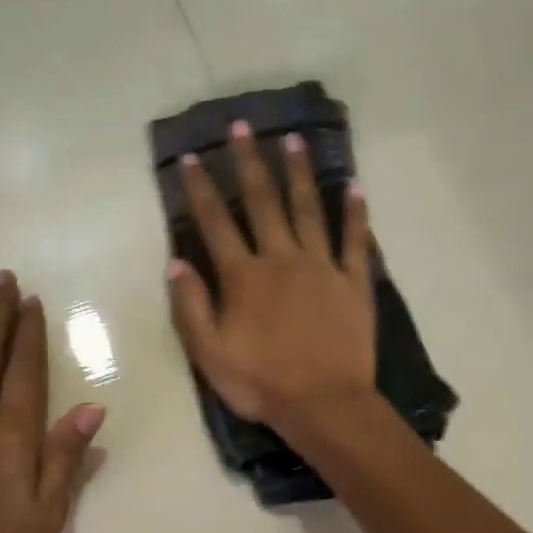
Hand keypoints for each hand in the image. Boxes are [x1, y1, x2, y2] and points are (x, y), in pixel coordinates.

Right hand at [167, 121, 376, 430]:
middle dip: (249, 163)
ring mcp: (322, 267)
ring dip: (298, 174)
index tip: (193, 157)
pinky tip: (354, 186)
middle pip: (263, 202)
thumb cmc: (260, 383)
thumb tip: (176, 262)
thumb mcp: (209, 353)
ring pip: (308, 210)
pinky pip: (355, 240)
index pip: (215, 223)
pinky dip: (355, 213)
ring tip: (293, 140)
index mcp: (244, 277)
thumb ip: (191, 306)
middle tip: (243, 127)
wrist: (324, 405)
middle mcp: (281, 259)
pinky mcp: (354, 282)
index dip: (201, 190)